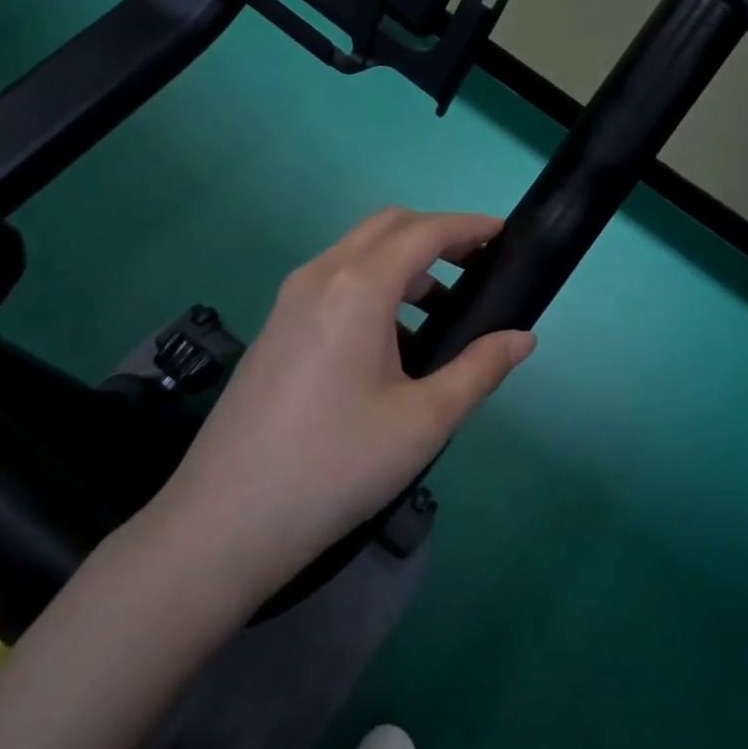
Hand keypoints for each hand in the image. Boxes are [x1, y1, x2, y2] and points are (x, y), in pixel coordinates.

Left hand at [148, 209, 536, 599]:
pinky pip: (335, 281)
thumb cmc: (335, 465)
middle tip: (477, 266)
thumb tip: (523, 338)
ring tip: (442, 309)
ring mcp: (290, 299)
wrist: (224, 522)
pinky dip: (374, 285)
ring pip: (358, 252)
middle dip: (437, 234)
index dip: (468, 226)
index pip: (424, 231)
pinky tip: (393, 343)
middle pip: (388, 227)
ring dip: (405, 262)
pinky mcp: (276, 326)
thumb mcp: (423, 421)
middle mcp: (320, 275)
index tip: (503, 234)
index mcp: (358, 286)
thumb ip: (479, 369)